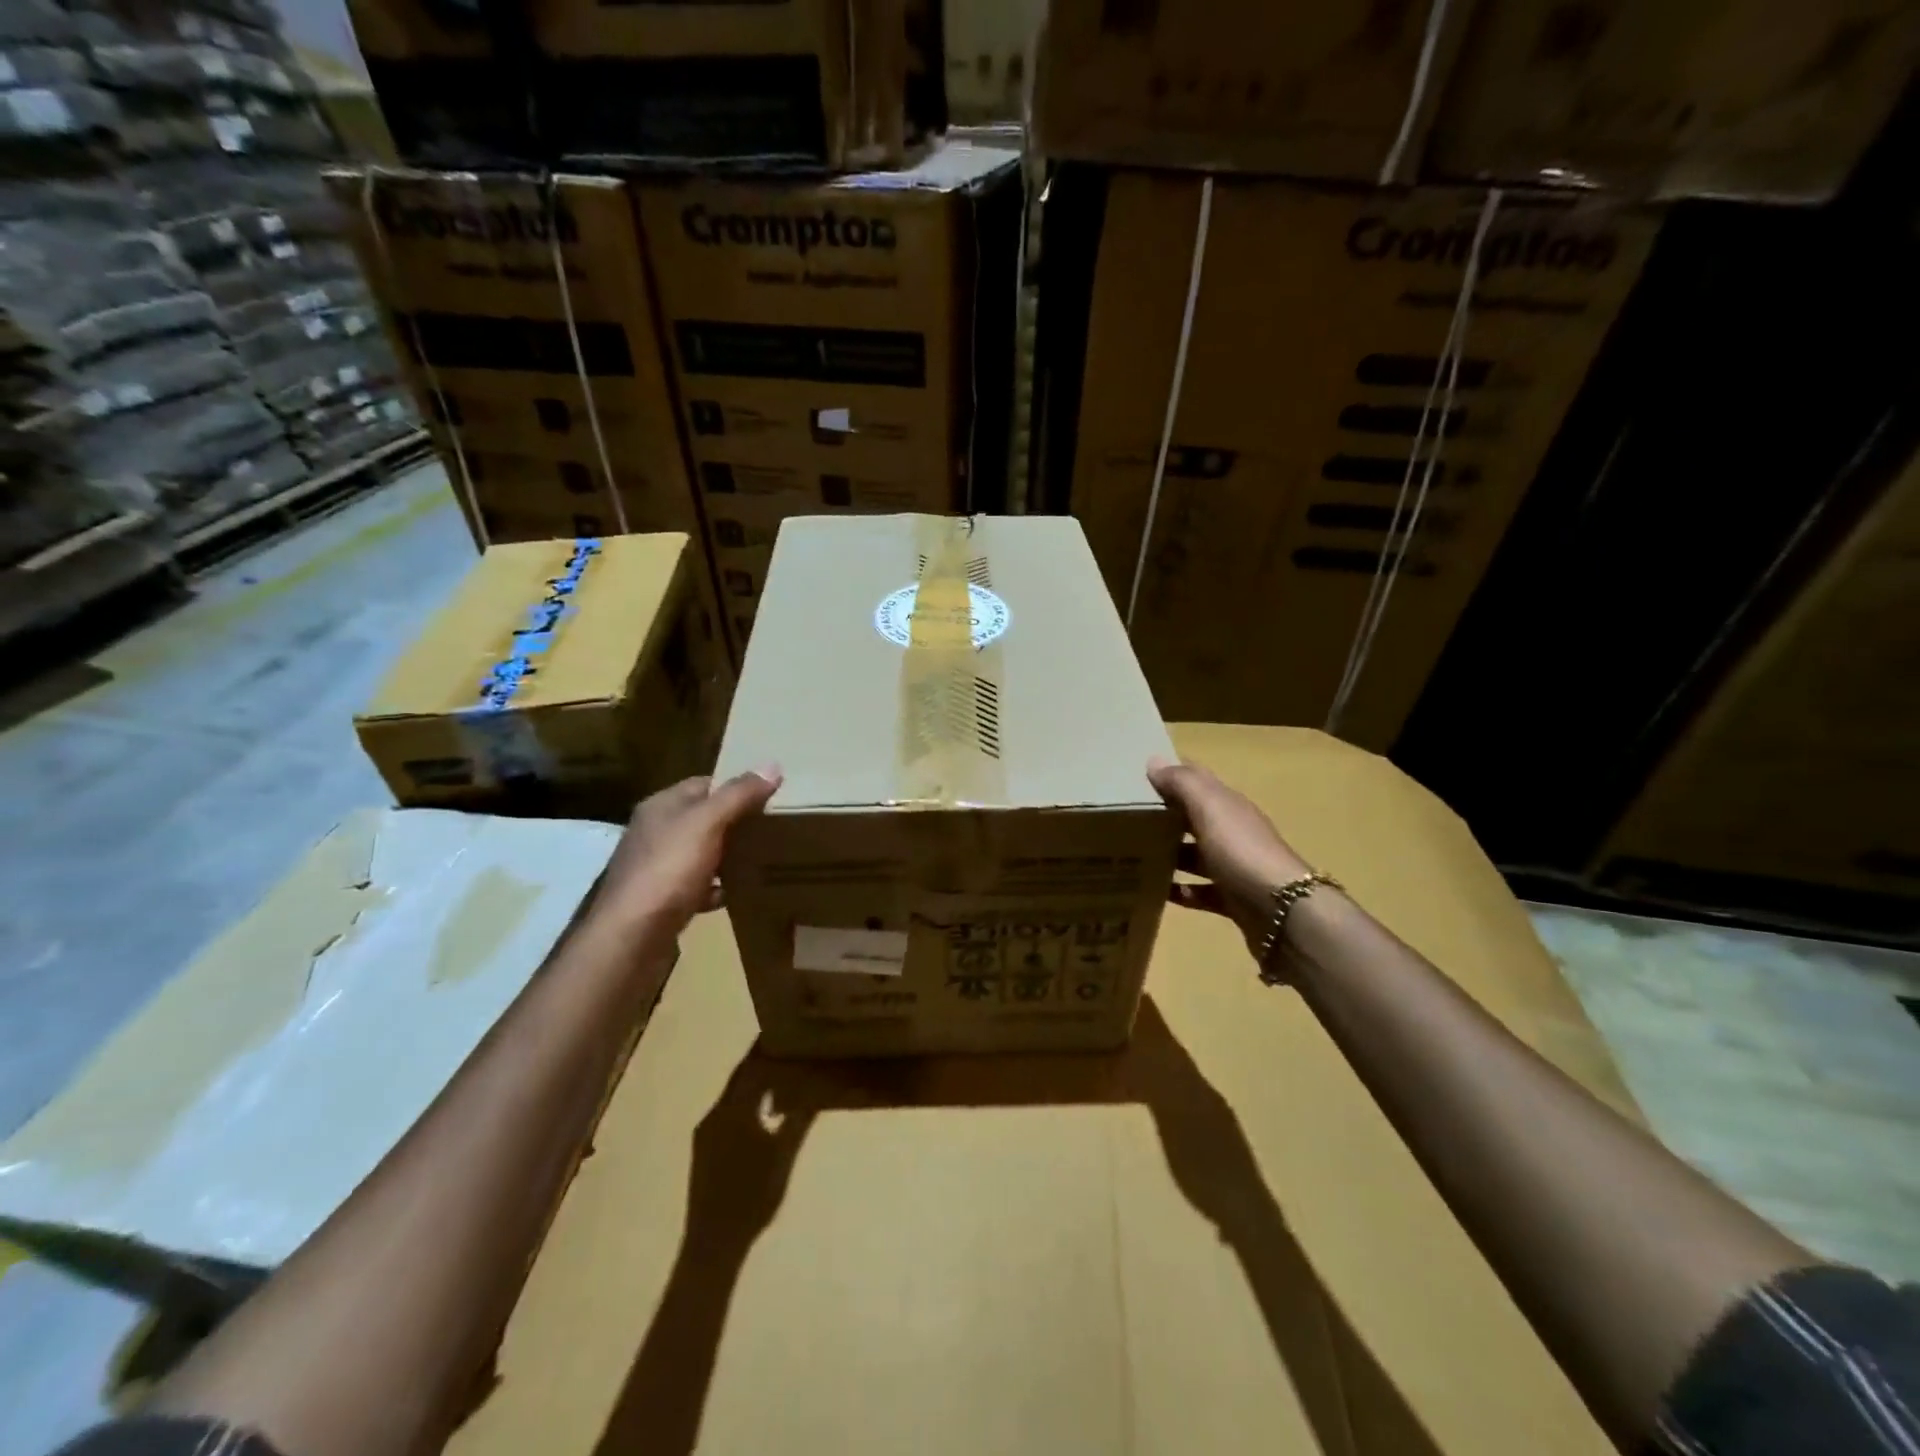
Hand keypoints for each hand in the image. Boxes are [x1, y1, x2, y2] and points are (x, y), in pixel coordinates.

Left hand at [592, 766, 782, 929]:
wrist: (631, 938)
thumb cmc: (668, 870)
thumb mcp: (707, 824)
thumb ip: (739, 795)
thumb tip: (773, 765)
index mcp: (661, 807)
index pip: (703, 784)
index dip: (735, 787)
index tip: (768, 795)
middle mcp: (653, 833)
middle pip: (701, 818)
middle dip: (733, 822)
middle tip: (770, 827)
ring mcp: (655, 868)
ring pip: (698, 853)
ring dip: (724, 856)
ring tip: (758, 858)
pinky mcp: (660, 901)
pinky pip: (694, 887)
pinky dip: (713, 889)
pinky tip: (730, 894)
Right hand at [1147, 756, 1313, 957]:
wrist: (1282, 911)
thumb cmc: (1241, 850)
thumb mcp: (1210, 808)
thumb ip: (1183, 783)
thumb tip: (1153, 761)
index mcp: (1228, 806)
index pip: (1198, 781)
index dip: (1171, 775)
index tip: (1136, 776)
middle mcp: (1232, 832)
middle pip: (1194, 818)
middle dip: (1165, 816)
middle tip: (1125, 817)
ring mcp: (1233, 867)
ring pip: (1195, 855)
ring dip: (1169, 854)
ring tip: (1133, 855)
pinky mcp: (1231, 899)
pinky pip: (1200, 892)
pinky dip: (1181, 891)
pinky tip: (1158, 892)